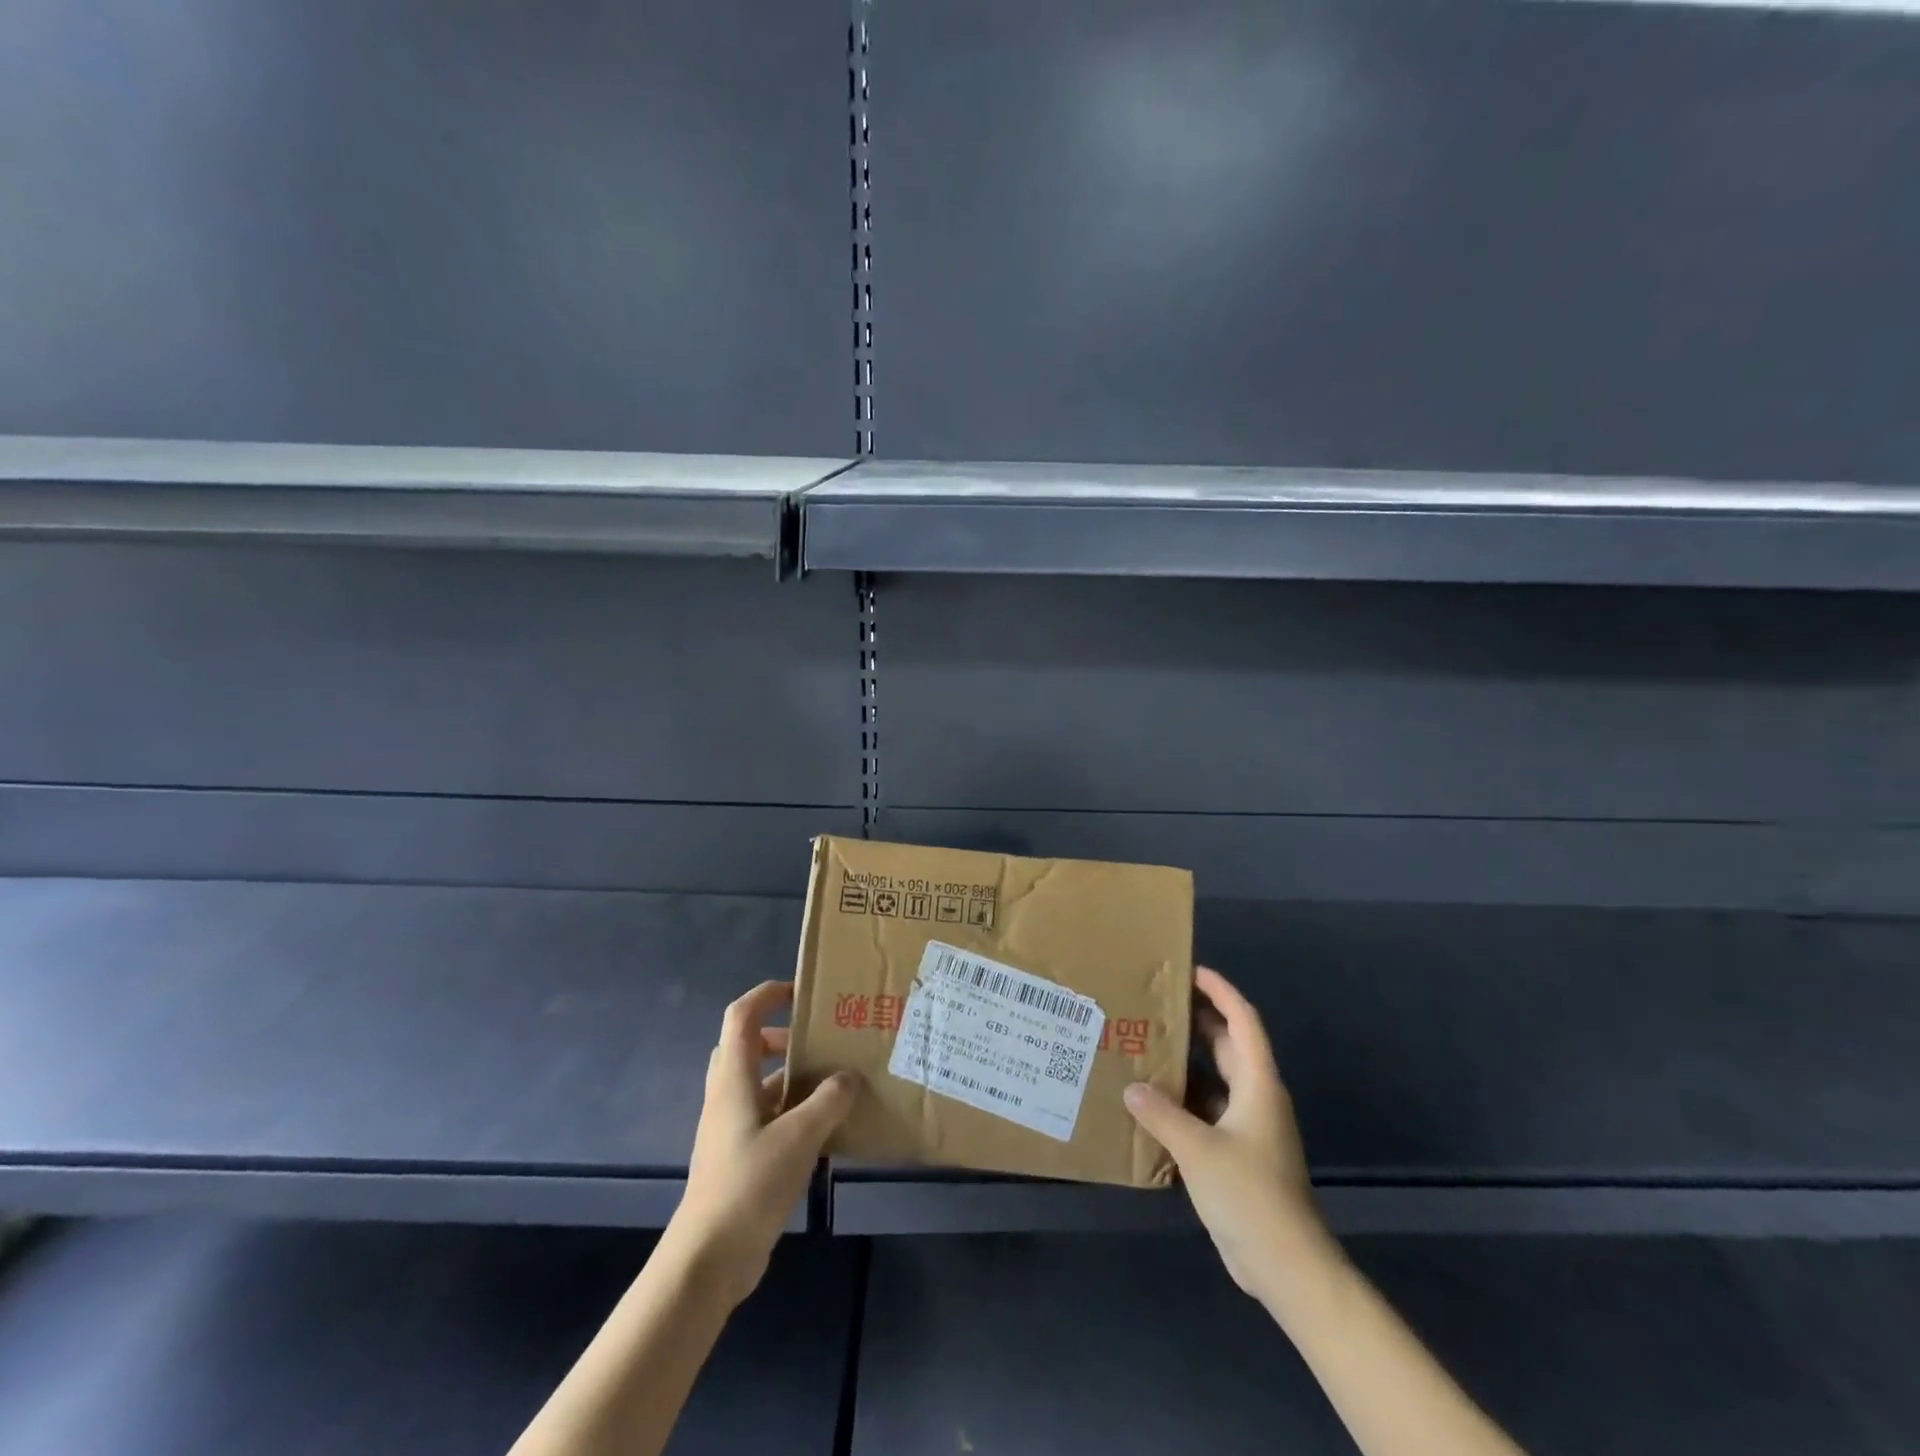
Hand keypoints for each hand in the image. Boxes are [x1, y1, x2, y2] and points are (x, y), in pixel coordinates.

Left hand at [665, 980, 859, 1308]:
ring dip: (790, 1077)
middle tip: (818, 1042)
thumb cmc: (749, 1184)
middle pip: (746, 1046)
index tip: (800, 992)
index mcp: (733, 1079)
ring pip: (758, 1084)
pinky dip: (792, 1111)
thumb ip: (828, 1102)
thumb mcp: (799, 1137)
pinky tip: (824, 1129)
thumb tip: (849, 1076)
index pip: (741, 1016)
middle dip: (781, 1037)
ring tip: (832, 1084)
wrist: (709, 1258)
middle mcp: (727, 1096)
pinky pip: (766, 1116)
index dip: (766, 994)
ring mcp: (730, 1128)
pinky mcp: (738, 1156)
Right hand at [1123, 967, 1326, 1306]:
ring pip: (1216, 1079)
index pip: (1243, 1022)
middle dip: (1199, 1020)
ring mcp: (1249, 1128)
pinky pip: (1208, 1111)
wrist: (1287, 1265)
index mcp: (1258, 1085)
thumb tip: (1131, 1086)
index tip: (1192, 971)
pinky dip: (1184, 1099)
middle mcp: (1256, 1098)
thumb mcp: (1199, 1149)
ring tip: (1147, 1044)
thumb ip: (1161, 1114)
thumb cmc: (1250, 1195)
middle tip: (1158, 1002)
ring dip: (1188, 1061)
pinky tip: (1152, 1102)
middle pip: (1229, 1045)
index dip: (1221, 992)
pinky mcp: (1238, 1154)